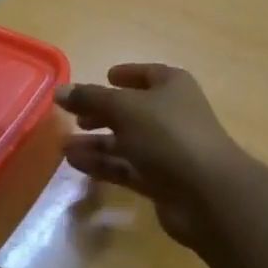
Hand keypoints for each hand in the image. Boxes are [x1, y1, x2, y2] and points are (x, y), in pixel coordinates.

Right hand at [57, 64, 249, 247]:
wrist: (206, 193)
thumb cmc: (168, 135)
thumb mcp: (124, 108)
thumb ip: (90, 98)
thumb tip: (60, 91)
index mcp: (172, 86)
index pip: (147, 74)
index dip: (126, 74)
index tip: (104, 77)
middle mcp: (172, 115)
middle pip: (131, 110)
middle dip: (102, 113)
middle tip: (74, 117)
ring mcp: (167, 150)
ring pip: (126, 142)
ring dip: (96, 143)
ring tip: (64, 146)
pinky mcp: (161, 180)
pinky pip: (126, 167)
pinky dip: (103, 164)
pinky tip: (75, 163)